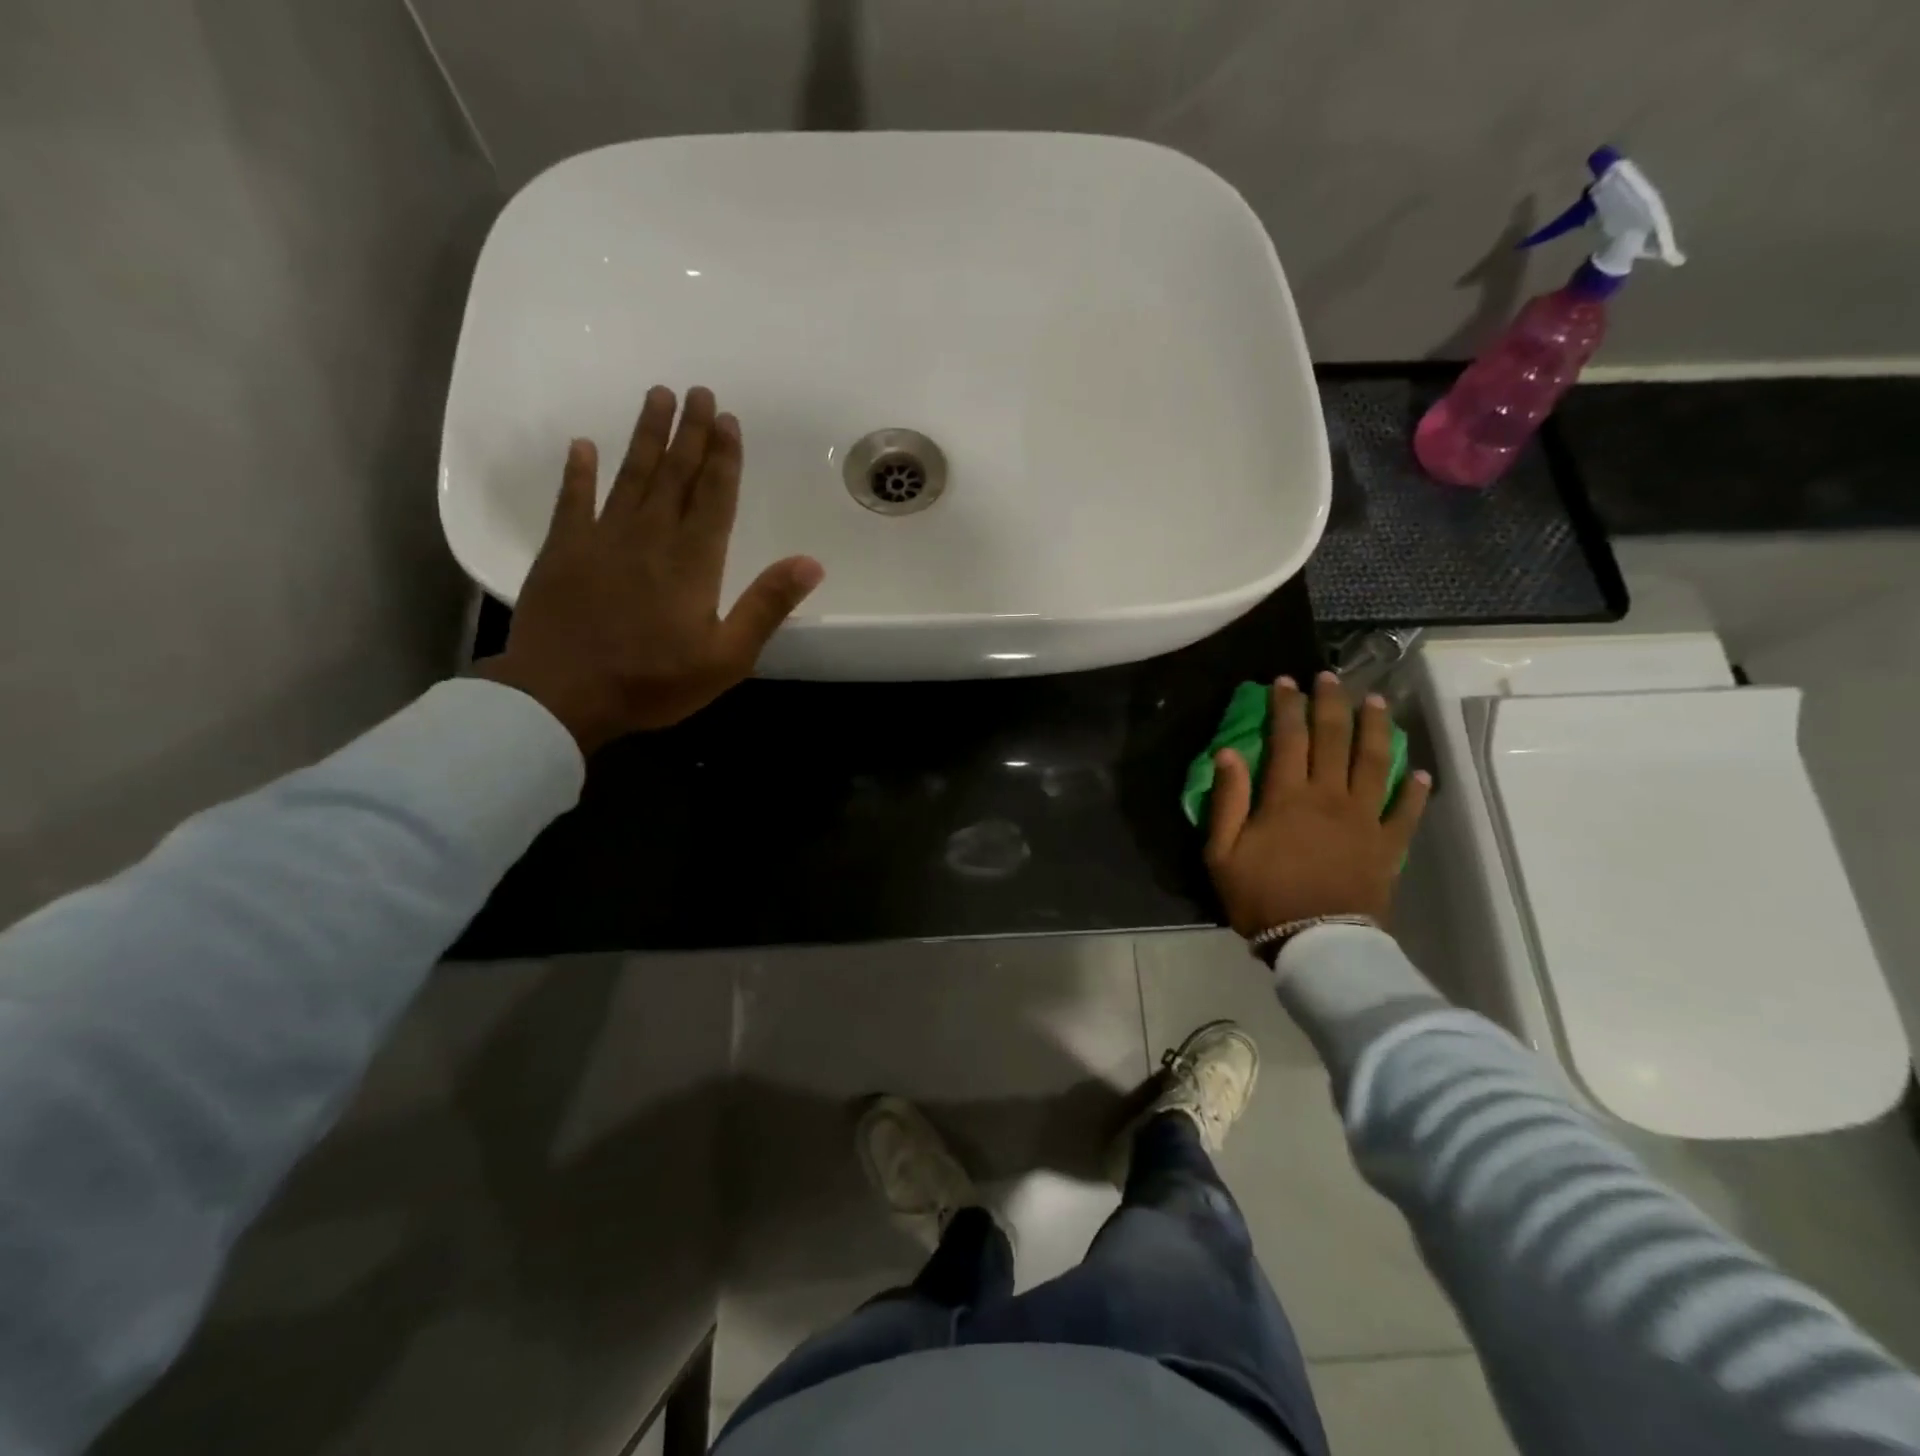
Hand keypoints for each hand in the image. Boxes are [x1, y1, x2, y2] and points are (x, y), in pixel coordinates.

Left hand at [478, 386, 823, 753]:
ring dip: (645, 436)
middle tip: (699, 391)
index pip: (714, 497)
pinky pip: (572, 501)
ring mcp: (601, 539)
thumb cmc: (652, 682)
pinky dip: (578, 473)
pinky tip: (584, 446)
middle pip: (675, 475)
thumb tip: (811, 563)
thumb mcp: (727, 657)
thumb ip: (766, 606)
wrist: (561, 696)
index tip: (728, 419)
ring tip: (656, 396)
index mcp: (693, 562)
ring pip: (630, 476)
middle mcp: (650, 537)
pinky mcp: (562, 551)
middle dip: (690, 433)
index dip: (724, 458)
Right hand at [1205, 672, 1431, 935]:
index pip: (1287, 738)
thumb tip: (1227, 753)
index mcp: (1288, 797)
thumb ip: (1227, 800)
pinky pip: (1407, 811)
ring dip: (1376, 728)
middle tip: (1330, 678)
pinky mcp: (1388, 845)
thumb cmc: (1261, 898)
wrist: (1317, 944)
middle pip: (1335, 738)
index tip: (1284, 682)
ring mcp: (1365, 818)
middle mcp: (1330, 796)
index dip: (1285, 706)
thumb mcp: (1223, 853)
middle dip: (1331, 703)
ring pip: (1375, 761)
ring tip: (1376, 702)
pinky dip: (1415, 789)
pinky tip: (1419, 771)